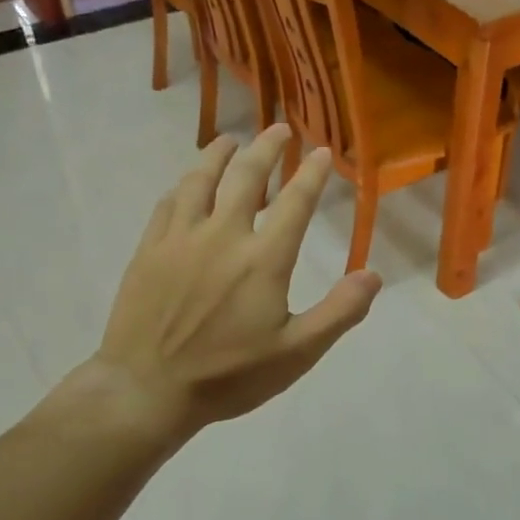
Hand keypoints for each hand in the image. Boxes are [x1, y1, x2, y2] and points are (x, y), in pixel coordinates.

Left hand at [73, 125, 380, 437]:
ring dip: (219, 155)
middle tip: (279, 128)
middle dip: (267, 148)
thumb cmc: (228, 376)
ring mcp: (180, 239)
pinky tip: (188, 183)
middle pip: (247, 177)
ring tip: (231, 140)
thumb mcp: (297, 354)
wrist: (147, 390)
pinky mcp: (149, 249)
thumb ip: (339, 312)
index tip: (321, 151)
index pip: (295, 203)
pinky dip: (184, 184)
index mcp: (263, 259)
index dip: (311, 173)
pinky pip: (168, 203)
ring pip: (201, 180)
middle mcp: (223, 236)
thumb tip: (373, 275)